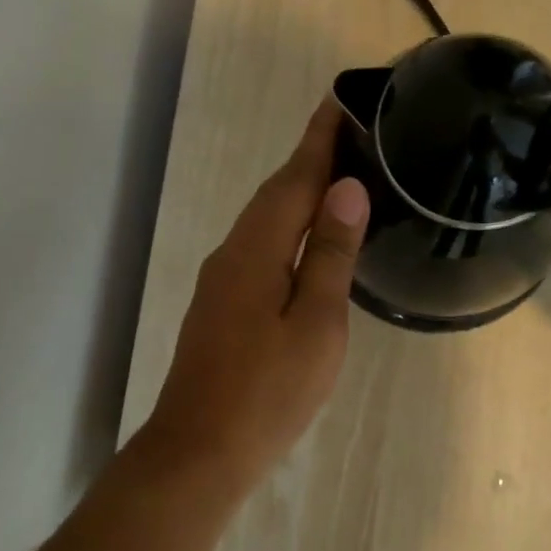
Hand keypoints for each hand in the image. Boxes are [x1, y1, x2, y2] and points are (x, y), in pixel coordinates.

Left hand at [138, 98, 369, 498]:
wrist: (199, 450)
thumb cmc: (267, 392)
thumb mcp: (315, 324)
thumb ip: (329, 255)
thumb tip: (346, 190)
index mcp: (256, 249)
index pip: (294, 178)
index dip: (319, 140)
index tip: (340, 101)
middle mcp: (232, 252)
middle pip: (275, 193)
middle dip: (310, 159)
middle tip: (352, 133)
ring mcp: (221, 279)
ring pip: (264, 220)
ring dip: (298, 192)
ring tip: (338, 176)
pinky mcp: (220, 304)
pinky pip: (258, 246)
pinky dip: (286, 227)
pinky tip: (306, 238)